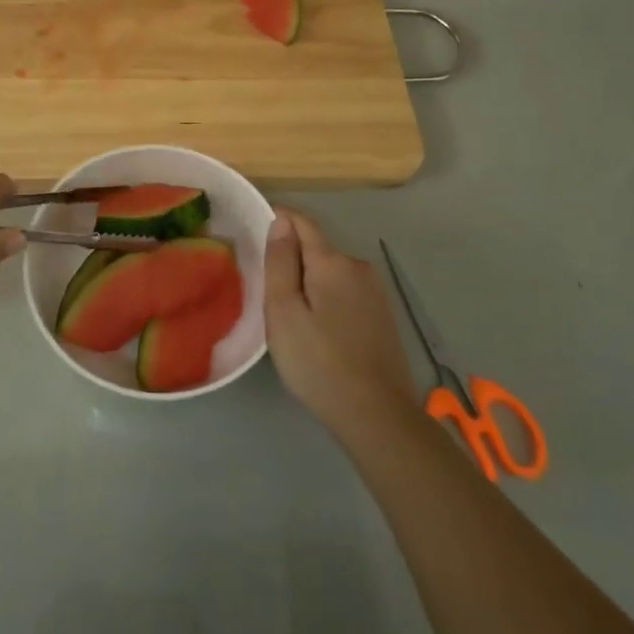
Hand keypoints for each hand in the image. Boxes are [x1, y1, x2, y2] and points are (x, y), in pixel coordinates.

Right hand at [264, 209, 423, 435]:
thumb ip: (279, 262)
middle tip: (263, 286)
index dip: (276, 219)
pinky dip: (325, 298)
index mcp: (333, 262)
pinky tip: (316, 327)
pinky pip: (345, 292)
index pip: (301, 222)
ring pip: (331, 272)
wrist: (376, 414)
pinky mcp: (381, 316)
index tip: (252, 230)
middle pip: (317, 248)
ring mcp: (375, 292)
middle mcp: (358, 267)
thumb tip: (280, 221)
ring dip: (308, 280)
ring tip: (286, 311)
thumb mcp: (283, 311)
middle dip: (290, 257)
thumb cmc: (318, 361)